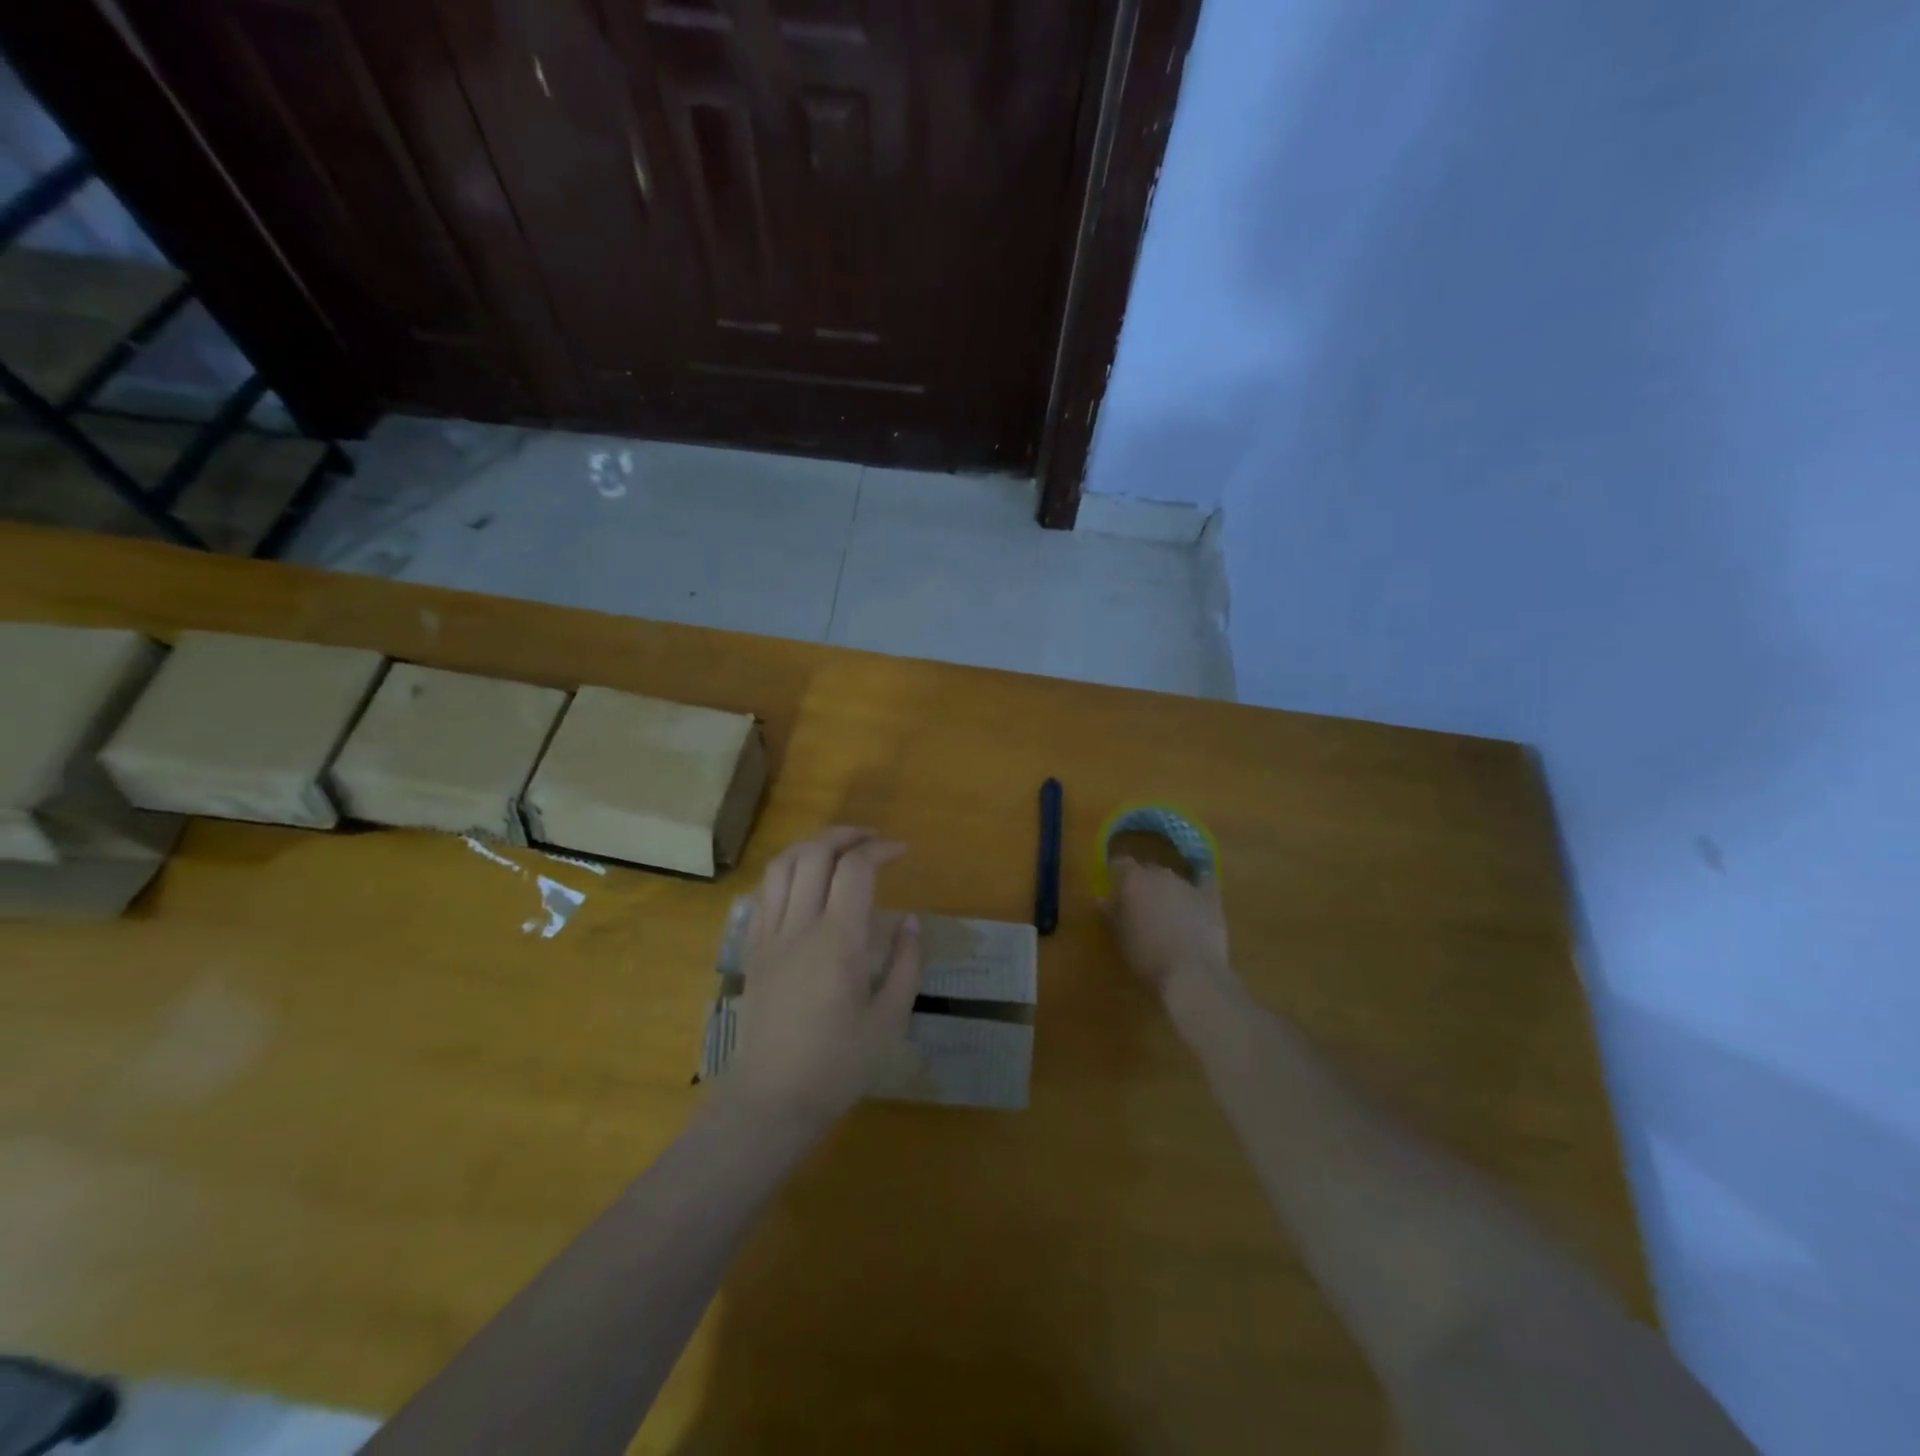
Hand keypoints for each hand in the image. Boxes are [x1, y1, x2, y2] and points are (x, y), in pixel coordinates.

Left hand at [725, 827, 921, 1129]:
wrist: (771, 1101)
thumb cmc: (837, 1066)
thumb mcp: (889, 1020)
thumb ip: (905, 964)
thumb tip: (910, 920)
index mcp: (838, 942)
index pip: (855, 869)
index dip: (879, 850)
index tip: (901, 851)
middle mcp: (799, 926)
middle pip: (814, 853)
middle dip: (846, 834)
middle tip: (872, 840)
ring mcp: (769, 935)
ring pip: (782, 865)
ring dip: (812, 846)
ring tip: (838, 850)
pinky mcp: (752, 949)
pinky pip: (764, 892)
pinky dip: (786, 871)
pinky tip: (804, 882)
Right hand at [1101, 856, 1234, 998]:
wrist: (1191, 971)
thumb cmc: (1147, 956)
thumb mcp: (1120, 937)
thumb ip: (1112, 914)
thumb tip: (1103, 899)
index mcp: (1133, 879)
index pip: (1120, 863)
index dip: (1117, 875)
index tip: (1114, 891)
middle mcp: (1160, 873)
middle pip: (1147, 870)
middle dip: (1142, 884)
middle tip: (1139, 907)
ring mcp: (1187, 884)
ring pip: (1173, 879)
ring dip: (1167, 890)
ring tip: (1166, 913)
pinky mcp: (1211, 898)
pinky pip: (1204, 883)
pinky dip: (1199, 887)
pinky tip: (1197, 895)